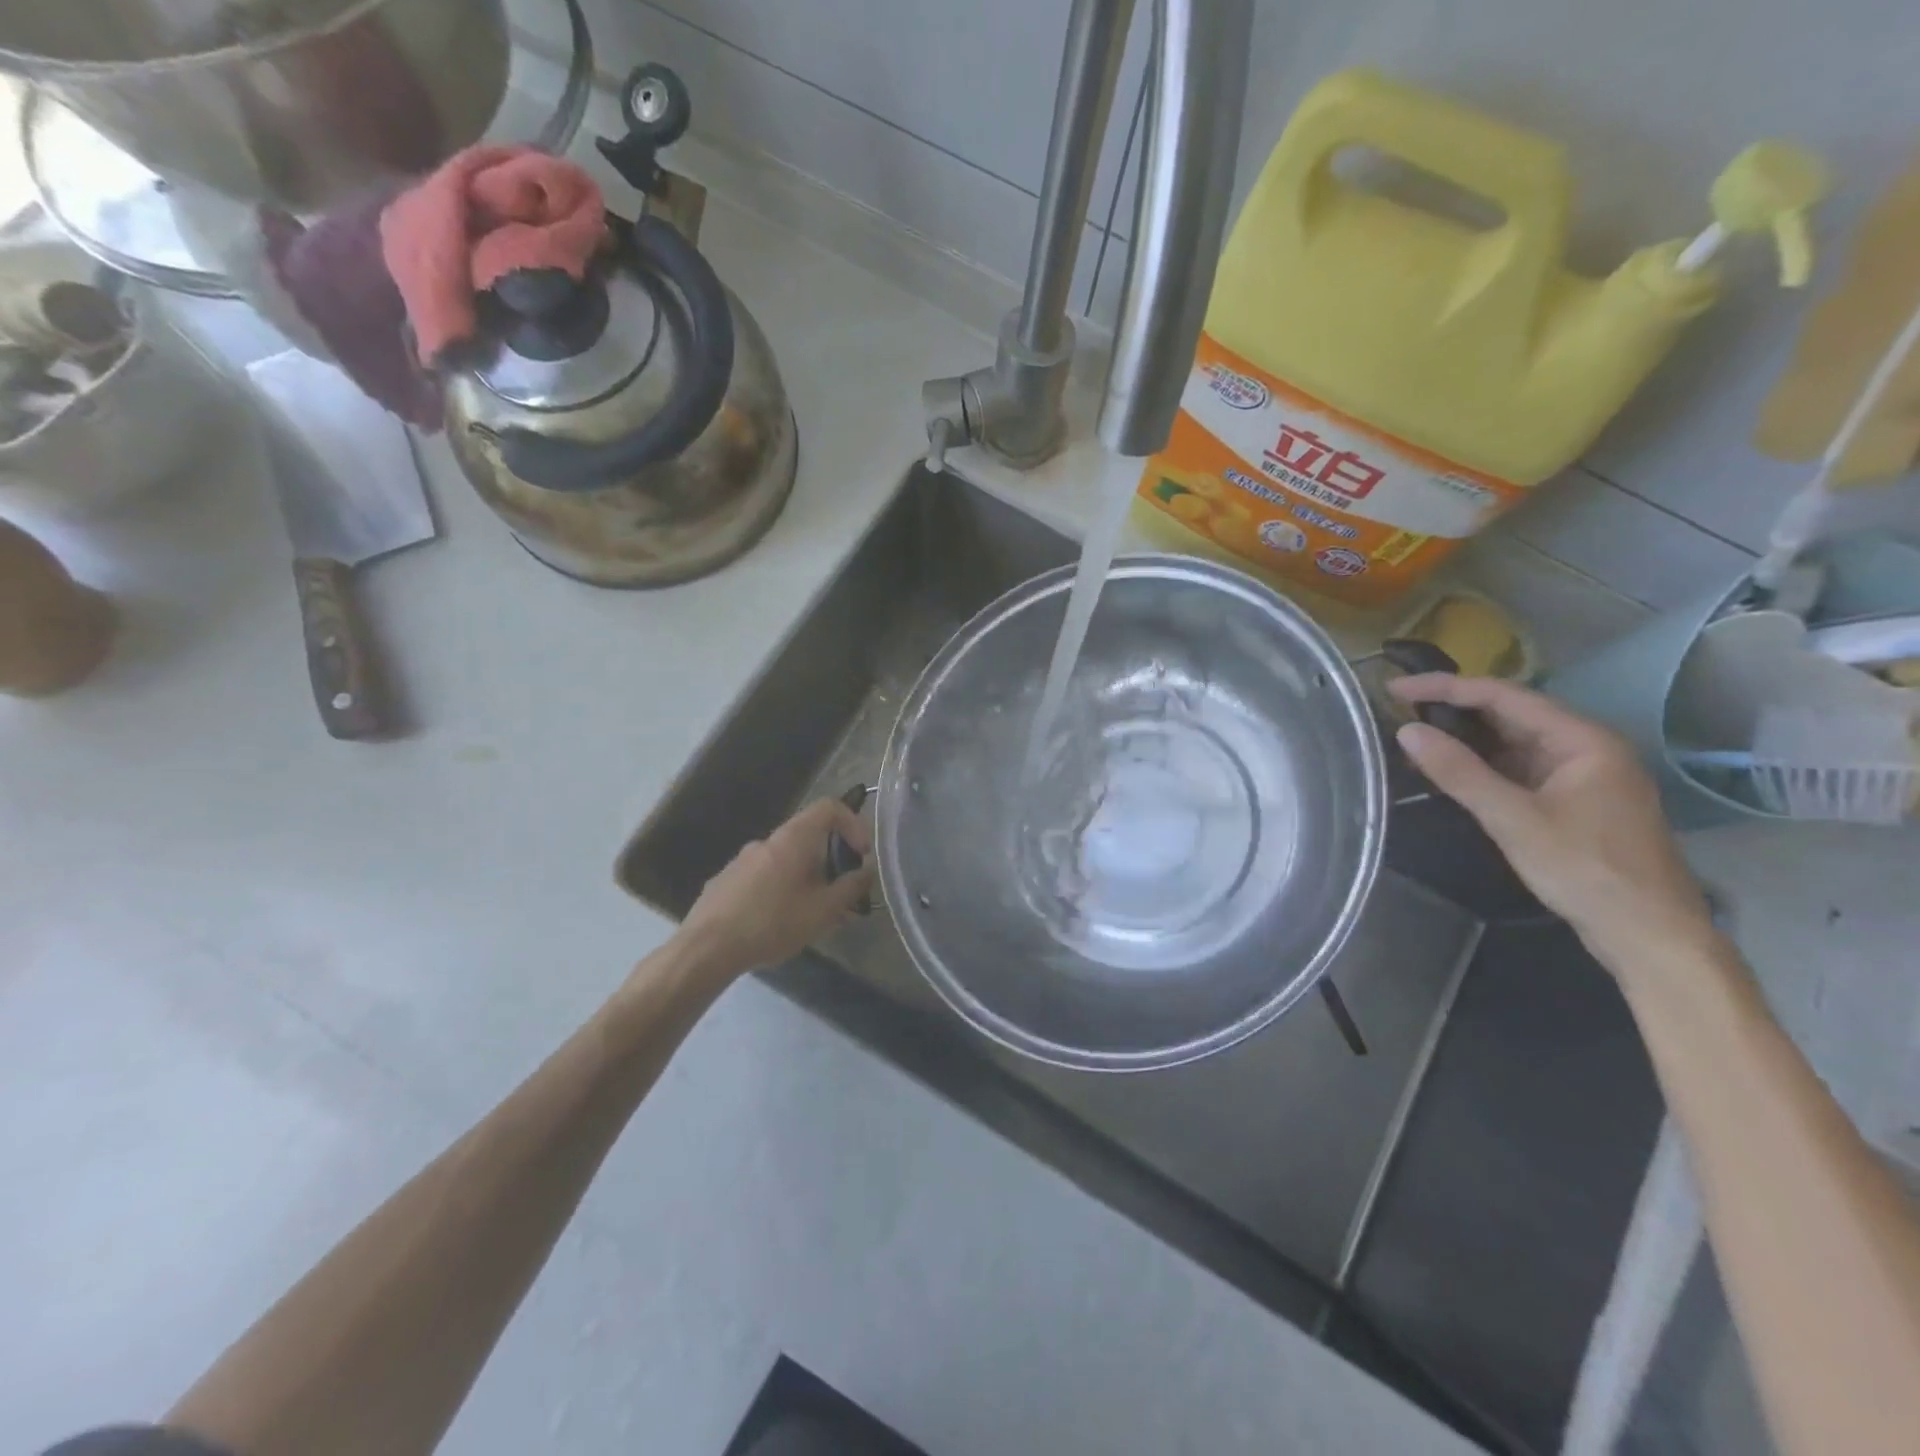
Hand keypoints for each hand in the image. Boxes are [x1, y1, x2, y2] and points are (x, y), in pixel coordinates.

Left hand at [680, 798, 875, 977]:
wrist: (706, 949)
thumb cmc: (772, 924)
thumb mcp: (823, 911)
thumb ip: (850, 888)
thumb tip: (866, 871)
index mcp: (792, 839)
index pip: (829, 808)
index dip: (853, 824)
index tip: (861, 855)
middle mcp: (766, 841)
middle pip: (808, 838)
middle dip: (830, 864)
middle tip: (840, 898)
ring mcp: (741, 860)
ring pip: (785, 862)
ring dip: (805, 881)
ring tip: (811, 917)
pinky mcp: (725, 882)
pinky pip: (763, 878)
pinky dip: (780, 891)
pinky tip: (778, 925)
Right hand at [1388, 674, 1714, 968]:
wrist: (1649, 934)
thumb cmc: (1586, 870)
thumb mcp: (1513, 820)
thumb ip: (1459, 772)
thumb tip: (1406, 731)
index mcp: (1583, 740)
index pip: (1504, 696)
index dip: (1446, 687)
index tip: (1396, 688)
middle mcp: (1585, 748)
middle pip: (1510, 714)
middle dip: (1454, 708)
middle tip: (1398, 708)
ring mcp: (1580, 776)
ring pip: (1513, 742)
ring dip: (1466, 737)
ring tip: (1413, 734)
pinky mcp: (1571, 801)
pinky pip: (1518, 768)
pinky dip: (1481, 764)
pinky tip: (1449, 769)